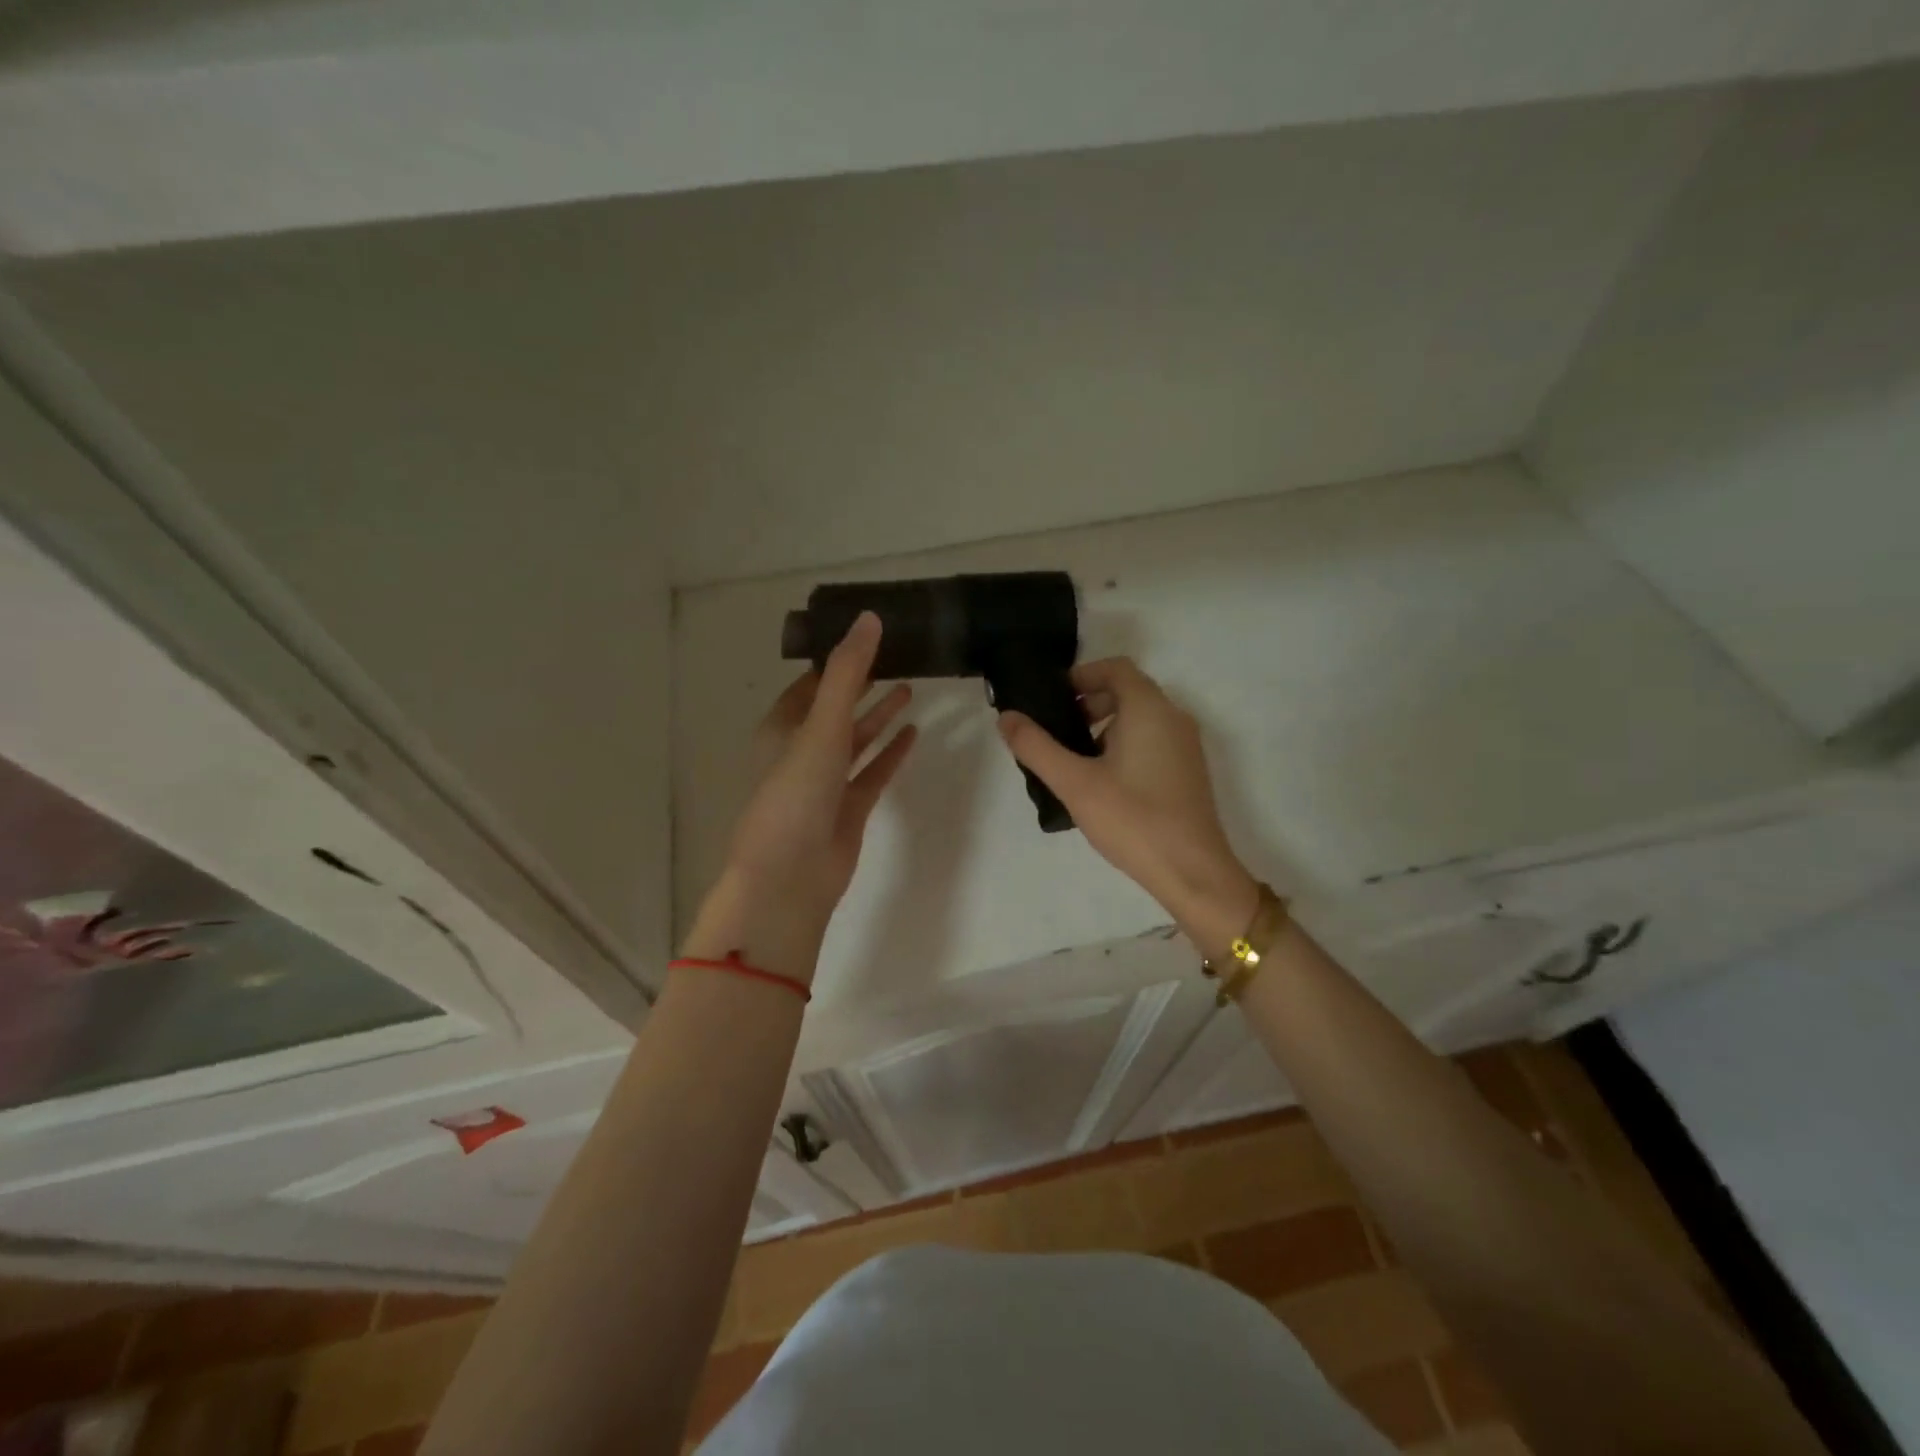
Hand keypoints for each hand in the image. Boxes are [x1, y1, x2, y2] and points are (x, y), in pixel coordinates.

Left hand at [684, 612, 916, 981]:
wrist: (791, 876)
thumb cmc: (796, 793)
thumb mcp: (820, 725)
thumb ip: (846, 672)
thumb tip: (869, 618)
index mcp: (782, 728)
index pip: (810, 684)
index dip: (836, 661)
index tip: (868, 637)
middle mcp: (802, 751)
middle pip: (835, 708)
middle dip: (861, 685)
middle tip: (896, 655)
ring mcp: (826, 781)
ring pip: (856, 740)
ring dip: (878, 715)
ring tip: (910, 688)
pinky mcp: (849, 807)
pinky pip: (873, 771)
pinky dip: (891, 752)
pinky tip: (914, 732)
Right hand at [998, 658, 1258, 957]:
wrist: (1193, 871)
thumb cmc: (1132, 819)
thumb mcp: (1074, 783)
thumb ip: (1036, 746)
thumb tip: (1005, 717)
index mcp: (1149, 709)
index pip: (1115, 668)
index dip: (1081, 676)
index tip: (1052, 700)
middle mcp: (1174, 717)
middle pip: (1128, 691)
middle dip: (1089, 703)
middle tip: (1058, 733)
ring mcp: (1186, 745)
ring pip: (1141, 718)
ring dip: (1105, 726)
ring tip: (1075, 762)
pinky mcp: (1188, 771)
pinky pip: (1153, 740)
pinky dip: (1125, 745)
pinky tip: (1104, 783)